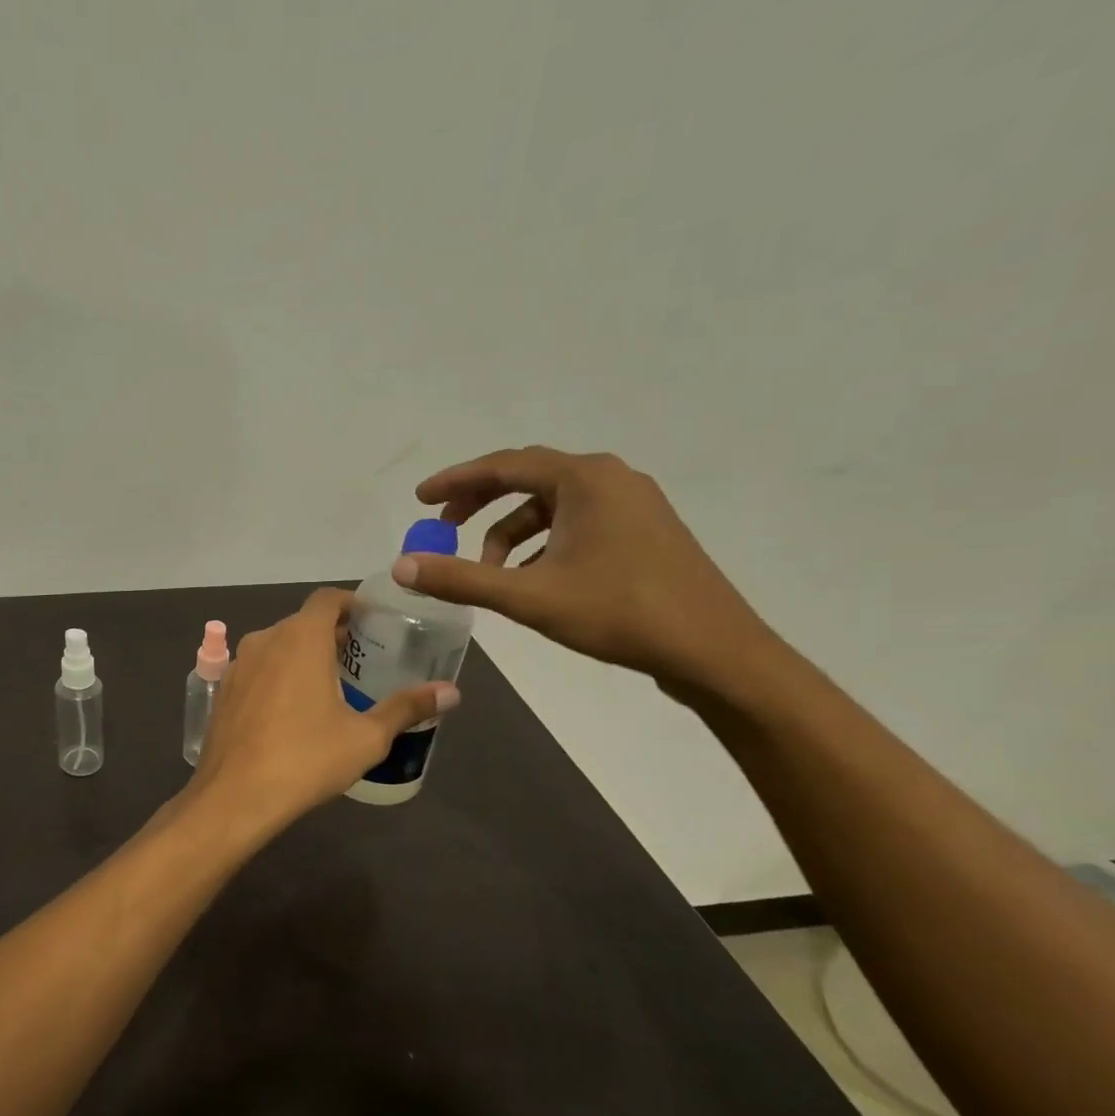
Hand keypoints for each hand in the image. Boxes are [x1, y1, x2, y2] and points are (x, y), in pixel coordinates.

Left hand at [188, 588, 458, 826]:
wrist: (234, 796)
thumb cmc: (306, 759)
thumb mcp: (366, 737)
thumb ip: (407, 707)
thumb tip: (451, 692)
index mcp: (300, 638)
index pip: (328, 599)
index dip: (352, 604)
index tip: (373, 623)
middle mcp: (265, 639)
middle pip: (302, 622)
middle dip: (332, 634)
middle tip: (362, 661)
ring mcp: (237, 664)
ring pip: (277, 645)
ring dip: (303, 655)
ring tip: (330, 685)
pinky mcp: (222, 690)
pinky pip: (257, 669)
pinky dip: (277, 675)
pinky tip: (291, 709)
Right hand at [395, 446, 778, 697]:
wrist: (713, 650)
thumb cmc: (618, 612)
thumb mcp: (528, 596)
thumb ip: (460, 578)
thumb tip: (401, 566)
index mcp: (584, 479)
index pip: (504, 465)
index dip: (455, 482)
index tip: (420, 499)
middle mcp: (611, 478)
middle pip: (528, 478)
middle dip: (480, 503)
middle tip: (444, 529)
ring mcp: (633, 504)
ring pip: (552, 505)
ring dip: (511, 532)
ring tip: (489, 570)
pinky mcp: (644, 532)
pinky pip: (576, 523)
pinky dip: (542, 543)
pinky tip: (532, 579)